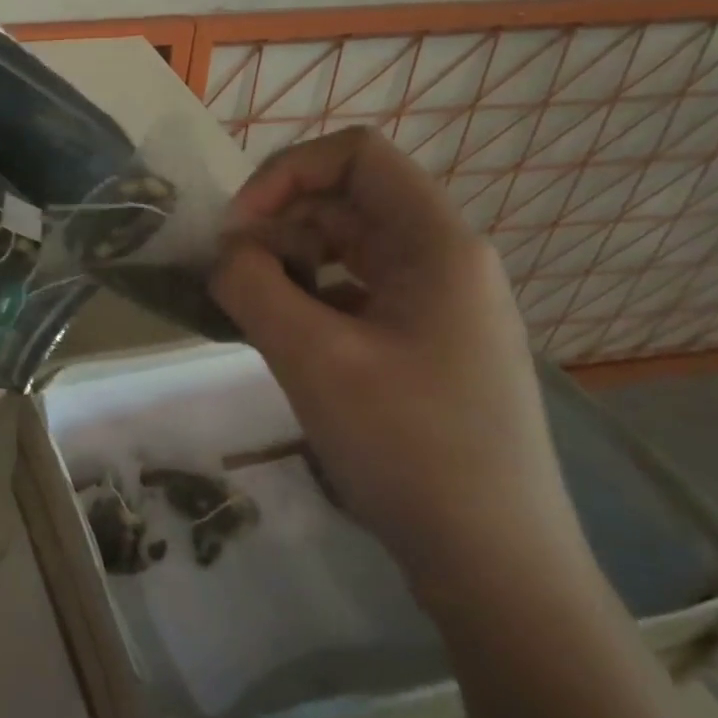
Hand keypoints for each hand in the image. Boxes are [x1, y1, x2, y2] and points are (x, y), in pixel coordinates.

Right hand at [209, 127, 584, 593]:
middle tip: (231, 279)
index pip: (356, 155)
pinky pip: (356, 296)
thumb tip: (223, 253)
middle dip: (279, 226)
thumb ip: (253, 287)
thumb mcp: (313, 359)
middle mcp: (444, 260)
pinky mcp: (425, 346)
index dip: (286, 173)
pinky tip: (282, 341)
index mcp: (436, 243)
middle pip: (348, 203)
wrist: (494, 562)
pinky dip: (310, 302)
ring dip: (290, 265)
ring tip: (250, 311)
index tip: (236, 229)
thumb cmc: (410, 448)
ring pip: (348, 252)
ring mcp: (438, 306)